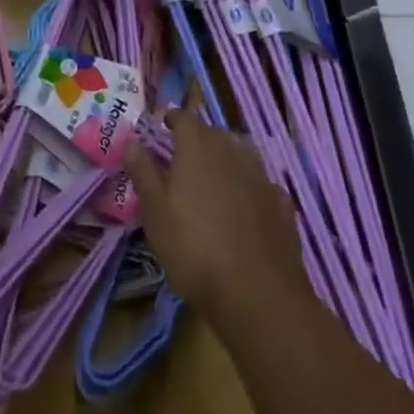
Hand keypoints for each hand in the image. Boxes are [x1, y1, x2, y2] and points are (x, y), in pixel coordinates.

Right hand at [126, 111, 306, 326]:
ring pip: (241, 155)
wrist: (256, 295)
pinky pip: (262, 184)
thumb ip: (143, 171)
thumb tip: (131, 139)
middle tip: (183, 155)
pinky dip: (250, 186)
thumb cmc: (193, 248)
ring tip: (213, 177)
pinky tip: (246, 205)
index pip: (185, 118)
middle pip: (215, 133)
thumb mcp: (154, 212)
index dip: (172, 118)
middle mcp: (232, 153)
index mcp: (198, 149)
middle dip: (199, 138)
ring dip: (226, 158)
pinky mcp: (282, 205)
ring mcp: (261, 178)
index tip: (163, 124)